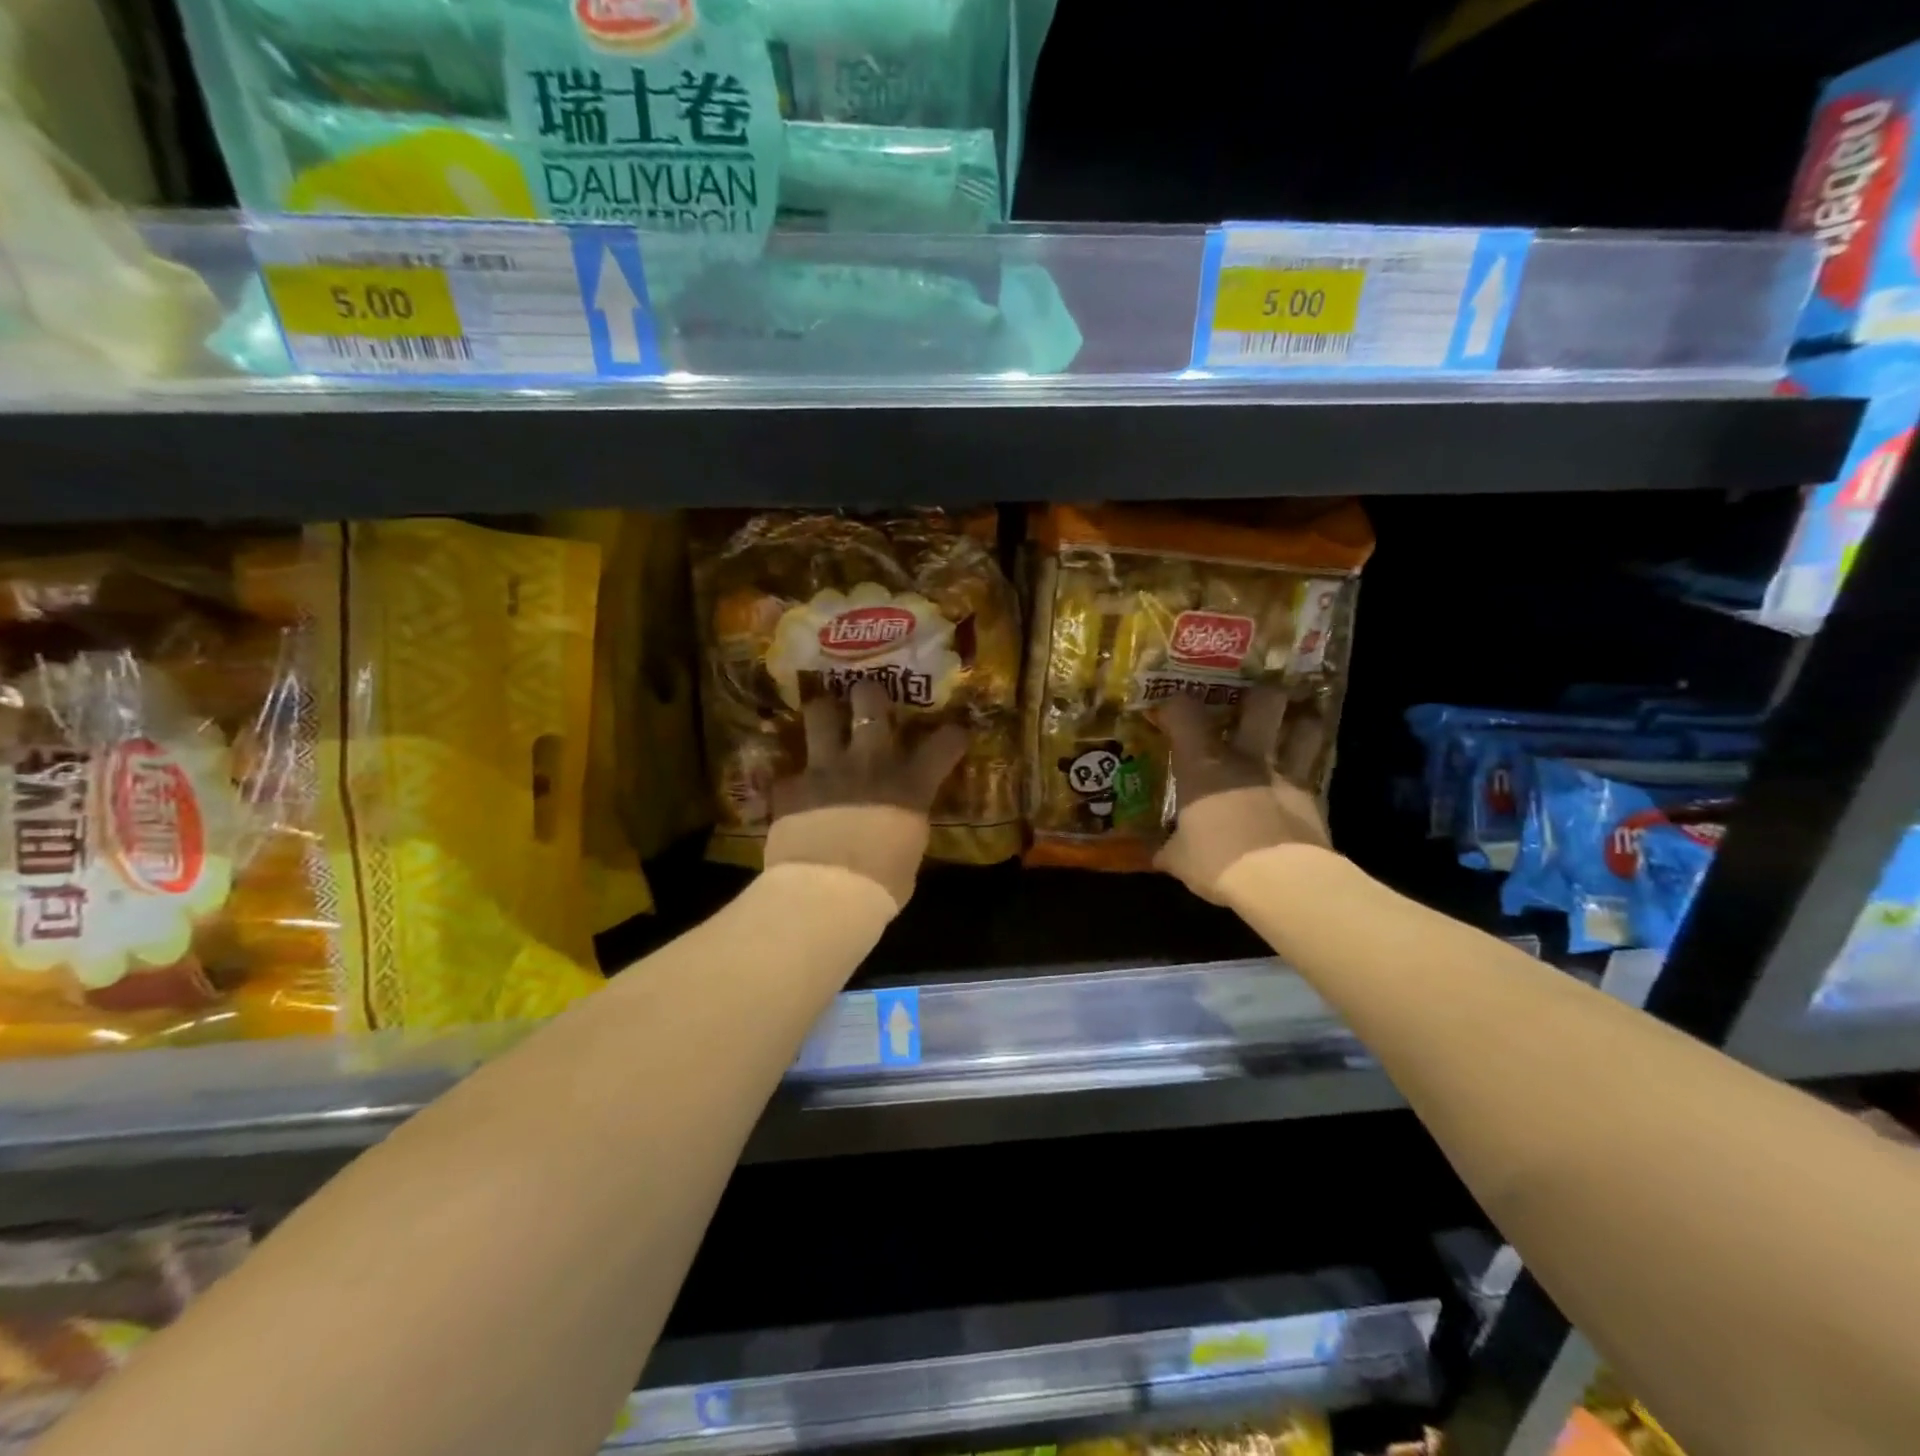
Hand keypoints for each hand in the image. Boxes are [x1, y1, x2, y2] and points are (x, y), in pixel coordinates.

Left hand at [764, 680, 968, 908]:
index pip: (944, 742)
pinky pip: (790, 769)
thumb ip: (906, 822)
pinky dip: (794, 777)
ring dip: (825, 713)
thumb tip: (900, 820)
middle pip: (870, 701)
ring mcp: (826, 768)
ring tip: (825, 719)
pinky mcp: (790, 785)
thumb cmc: (881, 886)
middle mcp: (870, 763)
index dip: (952, 734)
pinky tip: (794, 787)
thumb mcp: (909, 851)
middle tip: (867, 700)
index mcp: (910, 784)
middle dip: (870, 695)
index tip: (954, 733)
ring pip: (821, 713)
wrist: (826, 895)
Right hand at [1153, 687, 1330, 902]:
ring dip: (1299, 722)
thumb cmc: (1216, 860)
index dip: (1174, 704)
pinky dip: (1309, 763)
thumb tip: (1153, 853)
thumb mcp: (1178, 859)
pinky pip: (1314, 768)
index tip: (1167, 710)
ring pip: (1303, 728)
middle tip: (1248, 700)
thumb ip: (1166, 849)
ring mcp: (1284, 773)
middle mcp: (1245, 756)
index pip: (1183, 712)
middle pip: (1261, 702)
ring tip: (1291, 724)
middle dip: (1257, 694)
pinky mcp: (1312, 796)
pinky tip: (1300, 772)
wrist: (1279, 881)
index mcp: (1202, 764)